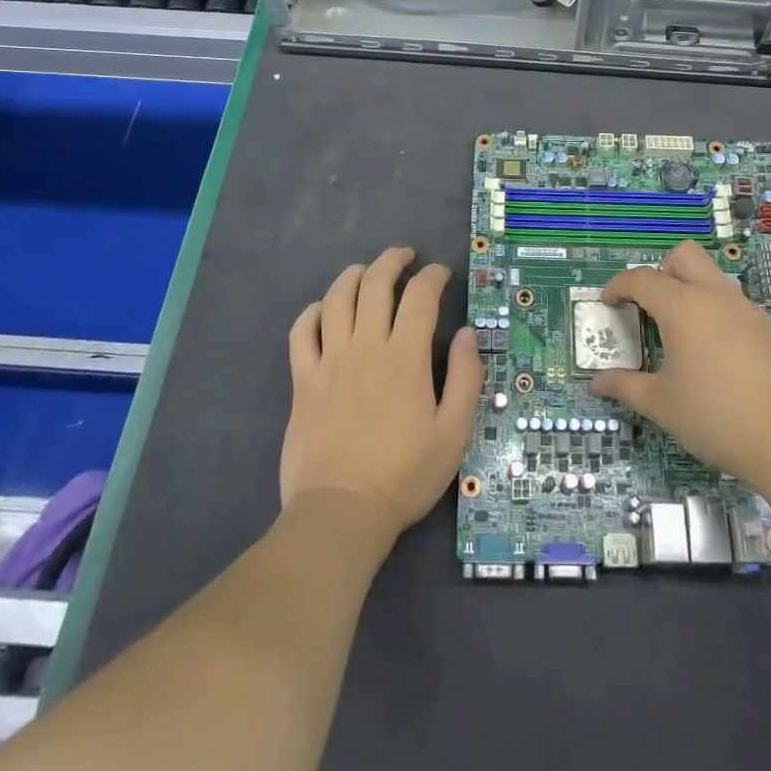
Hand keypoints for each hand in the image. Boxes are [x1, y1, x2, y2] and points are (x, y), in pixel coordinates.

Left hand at [281, 248, 484, 533]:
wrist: (341, 514)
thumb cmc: (404, 475)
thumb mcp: (454, 433)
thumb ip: (466, 378)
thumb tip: (469, 333)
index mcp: (405, 357)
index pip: (420, 296)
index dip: (434, 276)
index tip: (442, 274)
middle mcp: (366, 346)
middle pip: (375, 283)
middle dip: (393, 260)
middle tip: (405, 256)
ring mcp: (330, 361)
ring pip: (336, 298)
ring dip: (354, 275)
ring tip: (367, 271)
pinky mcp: (303, 380)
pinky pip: (301, 331)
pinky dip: (312, 311)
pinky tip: (324, 309)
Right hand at [592, 241, 770, 495]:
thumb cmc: (717, 419)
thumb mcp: (662, 406)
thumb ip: (626, 387)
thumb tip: (596, 382)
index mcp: (683, 307)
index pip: (642, 279)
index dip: (619, 286)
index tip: (608, 302)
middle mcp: (716, 297)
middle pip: (685, 256)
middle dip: (662, 270)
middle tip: (651, 306)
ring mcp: (749, 310)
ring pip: (714, 279)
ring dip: (692, 293)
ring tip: (685, 338)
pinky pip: (736, 307)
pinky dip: (719, 317)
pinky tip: (721, 360)